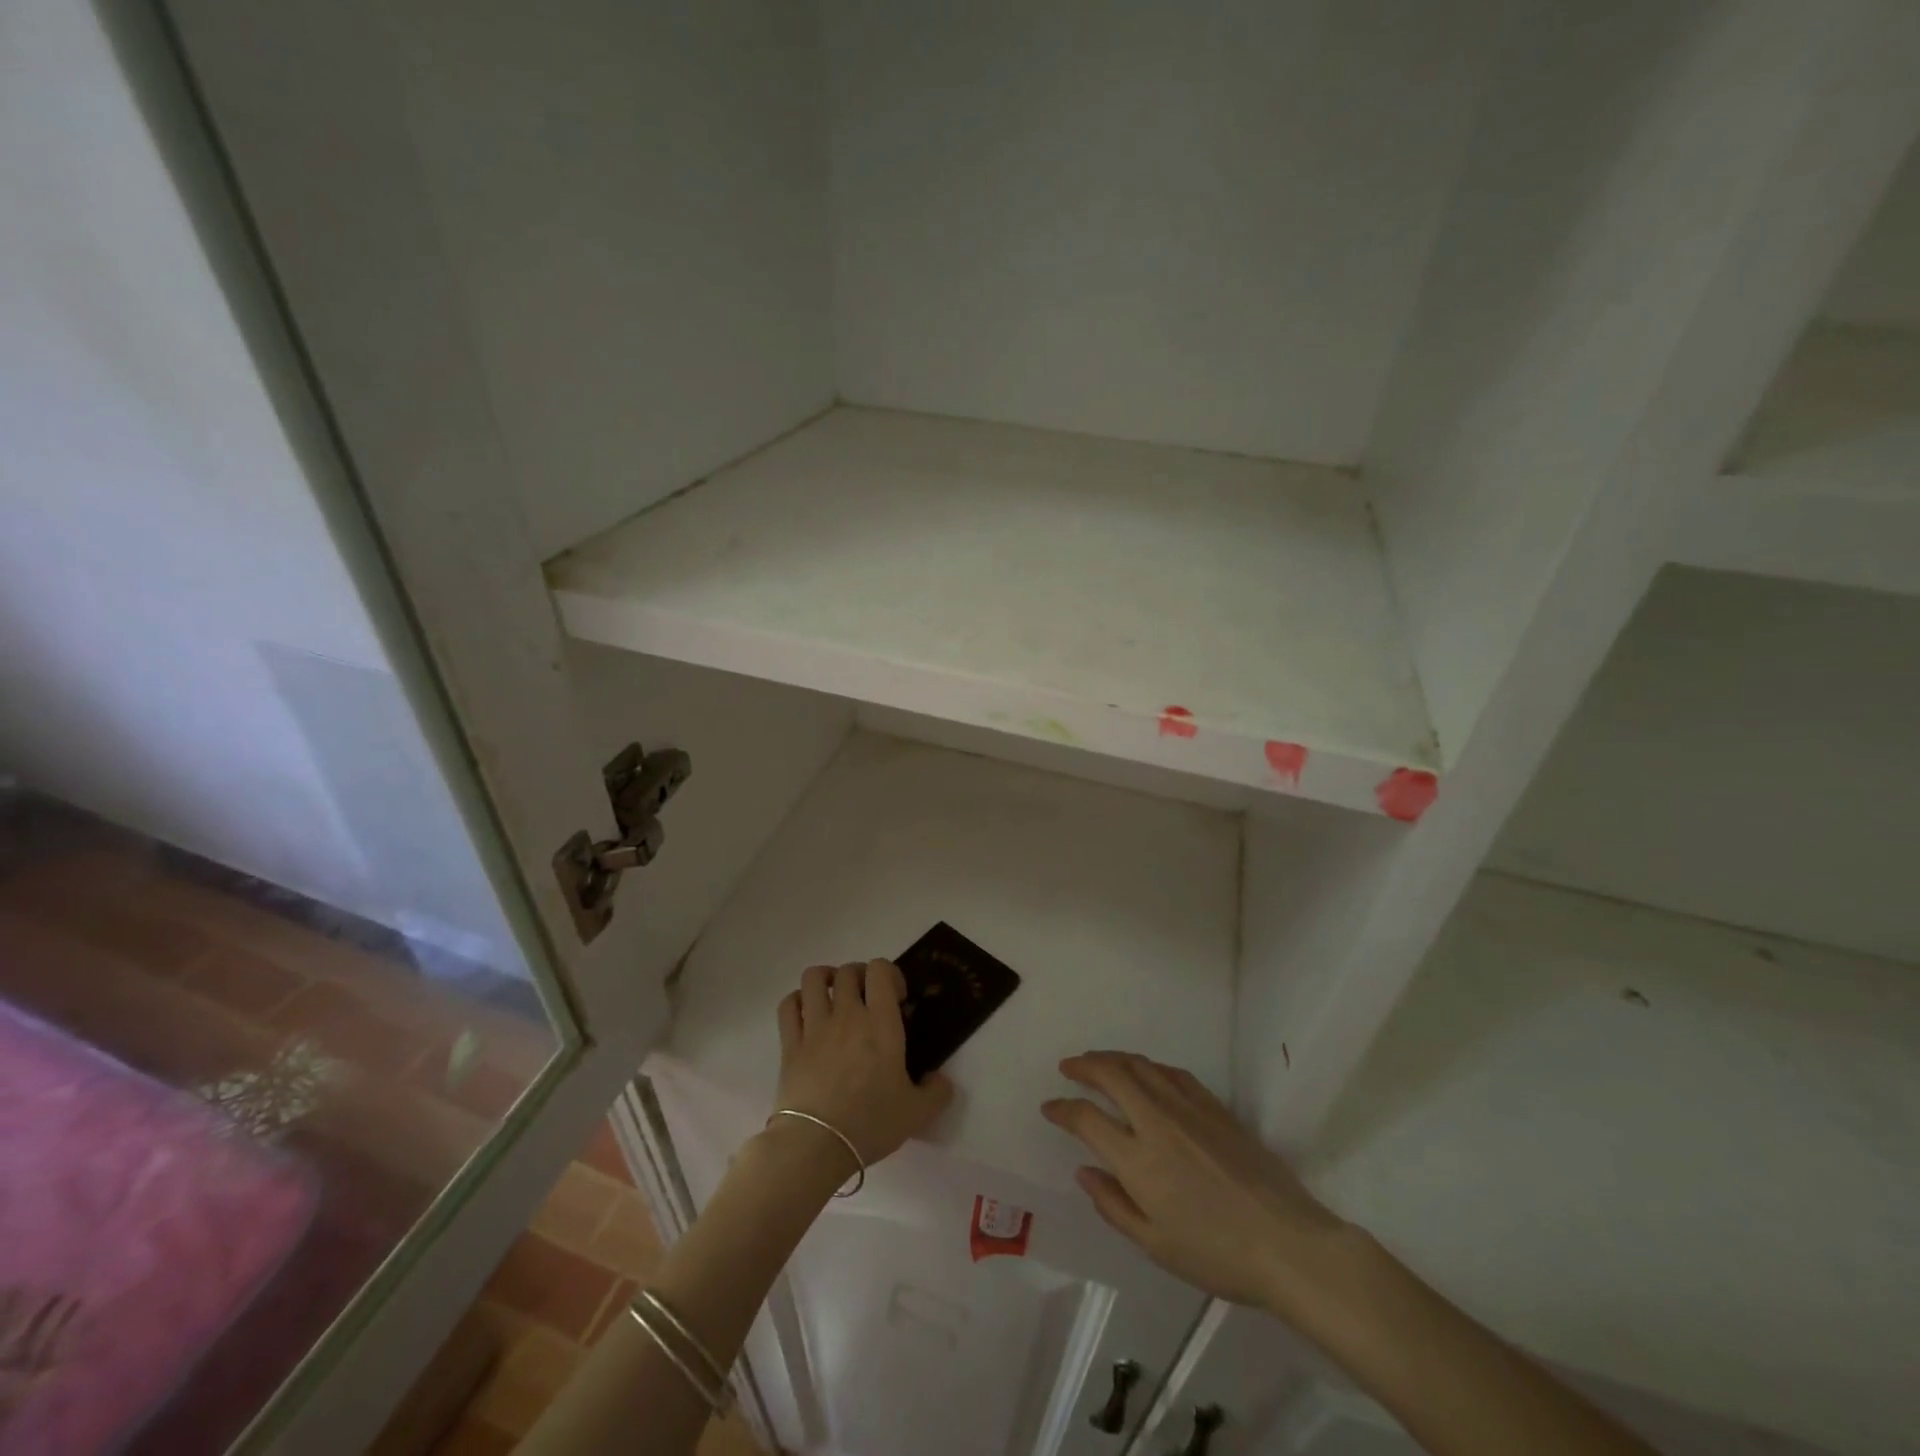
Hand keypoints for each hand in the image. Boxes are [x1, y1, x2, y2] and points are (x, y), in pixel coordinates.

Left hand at [774, 961, 952, 1170]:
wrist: (816, 1145)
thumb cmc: (870, 1123)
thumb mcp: (917, 1113)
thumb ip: (937, 1092)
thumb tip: (940, 1079)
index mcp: (881, 1023)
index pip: (880, 970)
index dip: (890, 974)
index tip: (897, 998)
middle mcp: (847, 1014)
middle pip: (849, 971)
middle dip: (860, 976)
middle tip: (867, 998)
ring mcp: (815, 1026)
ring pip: (814, 978)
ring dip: (826, 978)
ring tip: (834, 995)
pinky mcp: (790, 1043)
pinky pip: (788, 1005)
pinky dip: (797, 1000)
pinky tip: (807, 1013)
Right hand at [1042, 1052, 1353, 1318]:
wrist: (1287, 1243)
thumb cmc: (1217, 1254)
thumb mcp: (1156, 1245)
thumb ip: (1113, 1205)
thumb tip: (1083, 1171)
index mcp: (1137, 1159)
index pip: (1086, 1119)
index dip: (1063, 1109)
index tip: (1050, 1107)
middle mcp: (1157, 1121)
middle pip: (1111, 1075)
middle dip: (1084, 1065)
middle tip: (1069, 1066)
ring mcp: (1187, 1108)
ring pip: (1141, 1065)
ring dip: (1113, 1058)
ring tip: (1099, 1062)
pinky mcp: (1214, 1106)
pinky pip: (1172, 1072)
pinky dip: (1149, 1066)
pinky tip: (1146, 1072)